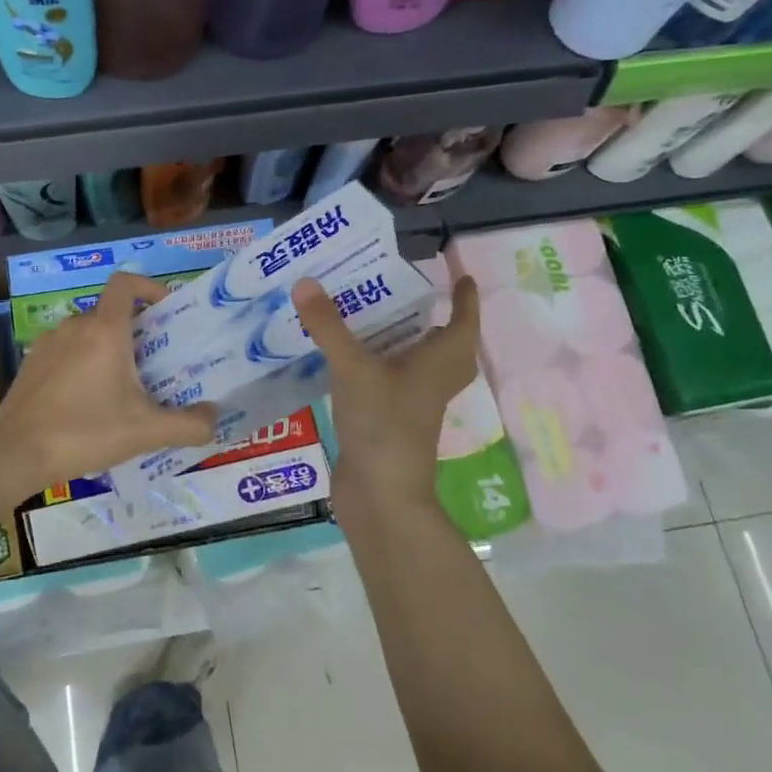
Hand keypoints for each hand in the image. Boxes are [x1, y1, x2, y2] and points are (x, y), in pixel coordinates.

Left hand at [0, 273, 217, 494]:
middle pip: (110, 313)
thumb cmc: (84, 432)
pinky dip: (82, 364)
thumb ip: (189, 425)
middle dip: (135, 331)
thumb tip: (215, 418)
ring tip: (123, 387)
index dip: (149, 287)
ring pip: (87, 334)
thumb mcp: (146, 432)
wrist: (15, 455)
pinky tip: (88, 403)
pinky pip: (66, 352)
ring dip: (108, 350)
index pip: (125, 283)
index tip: (165, 311)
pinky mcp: (31, 365)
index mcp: (104, 330)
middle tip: (154, 364)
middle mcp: (74, 326)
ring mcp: (47, 344)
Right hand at [292, 273, 478, 489]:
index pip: (462, 324)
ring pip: (418, 366)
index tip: (461, 276)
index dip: (465, 299)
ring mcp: (411, 405)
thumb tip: (306, 282)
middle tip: (415, 295)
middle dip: (437, 320)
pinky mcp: (389, 421)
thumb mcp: (354, 368)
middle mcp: (431, 382)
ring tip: (376, 317)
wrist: (380, 495)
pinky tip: (348, 357)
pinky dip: (379, 365)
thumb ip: (330, 326)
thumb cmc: (384, 425)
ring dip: (405, 342)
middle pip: (447, 347)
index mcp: (438, 363)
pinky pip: (391, 382)